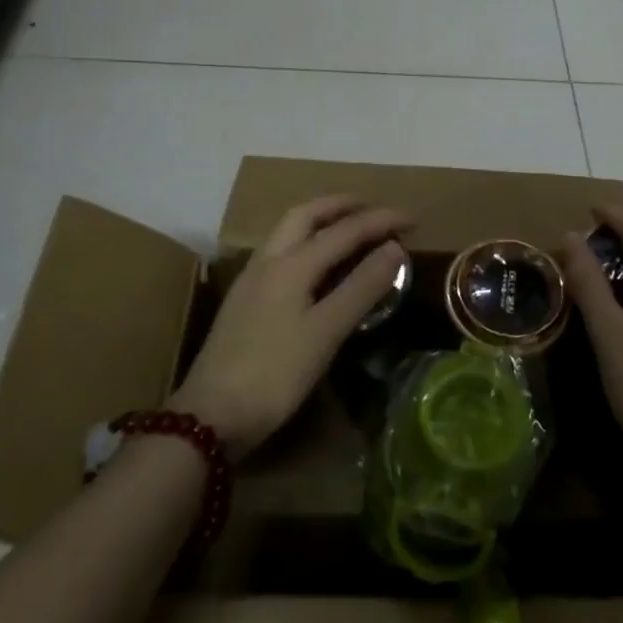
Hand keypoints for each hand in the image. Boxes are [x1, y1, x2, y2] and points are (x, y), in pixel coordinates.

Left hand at [170, 195, 410, 459]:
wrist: (209, 416)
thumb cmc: (274, 374)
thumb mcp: (326, 332)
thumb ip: (361, 287)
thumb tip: (395, 248)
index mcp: (292, 264)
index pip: (345, 230)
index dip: (381, 221)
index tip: (413, 219)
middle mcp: (270, 259)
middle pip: (307, 214)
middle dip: (342, 205)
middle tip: (373, 208)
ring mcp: (252, 278)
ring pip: (288, 230)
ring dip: (320, 218)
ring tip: (347, 226)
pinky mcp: (244, 298)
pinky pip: (281, 250)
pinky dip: (305, 239)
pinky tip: (313, 262)